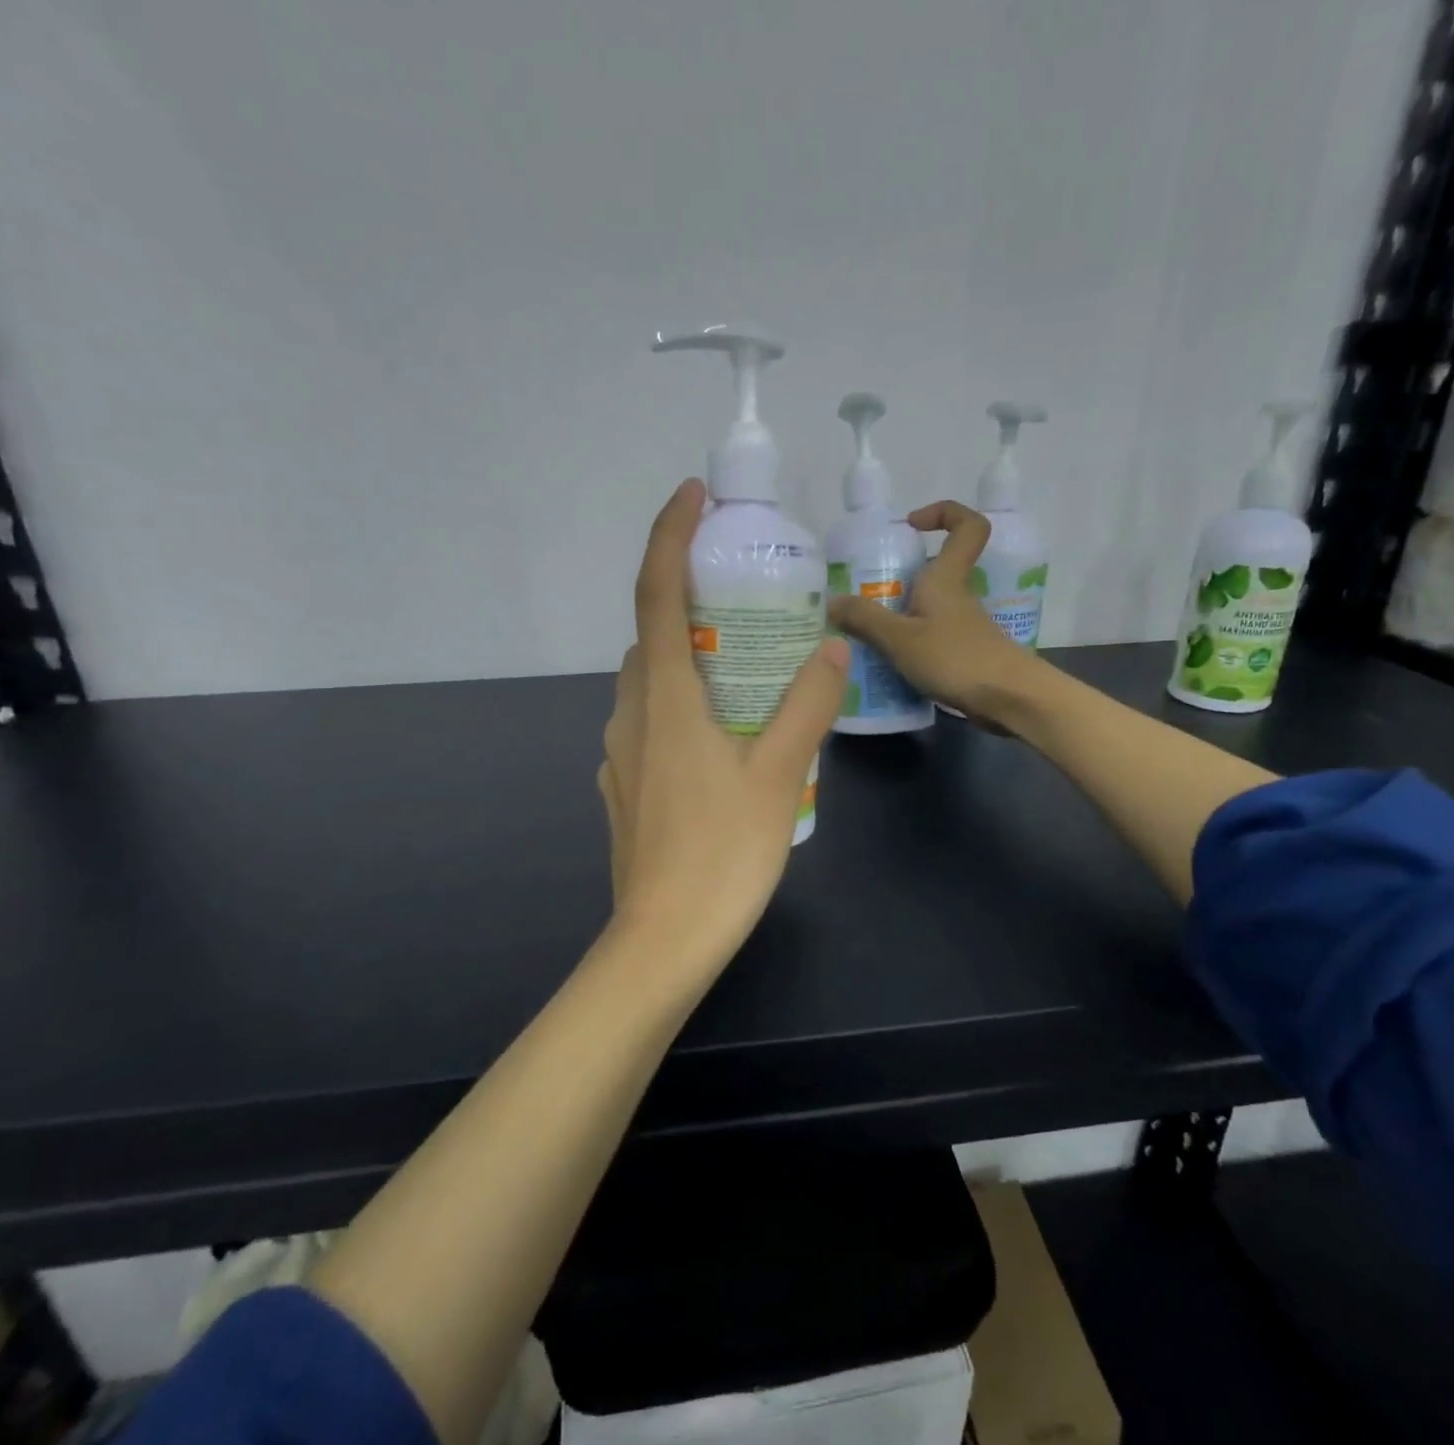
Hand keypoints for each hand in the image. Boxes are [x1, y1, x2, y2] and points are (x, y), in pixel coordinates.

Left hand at [597, 479, 848, 989]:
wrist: (663, 939)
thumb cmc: (723, 852)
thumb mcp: (779, 773)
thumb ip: (807, 705)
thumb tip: (834, 648)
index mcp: (663, 697)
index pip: (656, 592)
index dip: (669, 534)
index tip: (691, 495)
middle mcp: (629, 713)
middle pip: (652, 636)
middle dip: (690, 603)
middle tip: (746, 602)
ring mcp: (619, 754)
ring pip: (650, 683)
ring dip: (688, 661)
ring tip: (745, 673)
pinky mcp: (624, 788)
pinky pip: (650, 725)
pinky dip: (681, 707)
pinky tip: (722, 740)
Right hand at [828, 501, 1042, 724]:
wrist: (1008, 700)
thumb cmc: (956, 658)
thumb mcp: (900, 638)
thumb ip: (864, 619)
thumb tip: (832, 602)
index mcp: (946, 578)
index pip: (967, 526)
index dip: (944, 513)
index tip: (911, 526)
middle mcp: (957, 596)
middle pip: (933, 570)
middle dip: (898, 577)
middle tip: (862, 593)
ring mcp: (962, 626)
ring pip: (927, 607)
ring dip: (898, 615)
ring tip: (862, 634)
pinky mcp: (963, 654)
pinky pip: (929, 637)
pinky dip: (908, 644)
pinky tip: (885, 664)